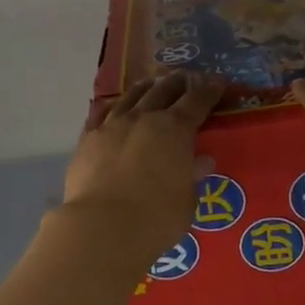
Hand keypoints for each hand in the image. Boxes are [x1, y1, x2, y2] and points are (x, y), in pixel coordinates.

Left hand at [63, 72, 222, 264]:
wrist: (103, 226)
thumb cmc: (157, 218)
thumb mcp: (187, 202)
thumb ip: (192, 178)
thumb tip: (201, 162)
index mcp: (175, 129)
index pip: (197, 101)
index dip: (208, 91)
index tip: (216, 83)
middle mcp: (144, 118)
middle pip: (163, 91)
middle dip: (177, 83)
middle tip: (185, 77)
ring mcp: (112, 125)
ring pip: (131, 97)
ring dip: (145, 88)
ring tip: (150, 83)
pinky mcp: (88, 139)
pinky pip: (100, 114)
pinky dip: (111, 107)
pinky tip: (112, 106)